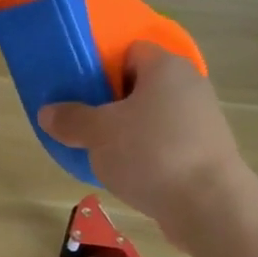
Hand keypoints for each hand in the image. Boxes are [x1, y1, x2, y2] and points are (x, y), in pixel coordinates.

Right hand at [38, 40, 245, 236]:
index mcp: (165, 67)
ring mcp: (202, 120)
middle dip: (110, 102)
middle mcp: (189, 85)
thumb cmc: (151, 153)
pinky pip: (166, 142)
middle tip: (84, 122)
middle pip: (140, 84)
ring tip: (101, 152)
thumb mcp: (98, 134)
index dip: (102, 66)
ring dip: (128, 131)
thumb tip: (48, 112)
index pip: (130, 50)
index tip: (80, 90)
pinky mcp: (206, 152)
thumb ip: (70, 119)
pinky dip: (147, 153)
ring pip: (153, 116)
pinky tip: (128, 173)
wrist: (209, 206)